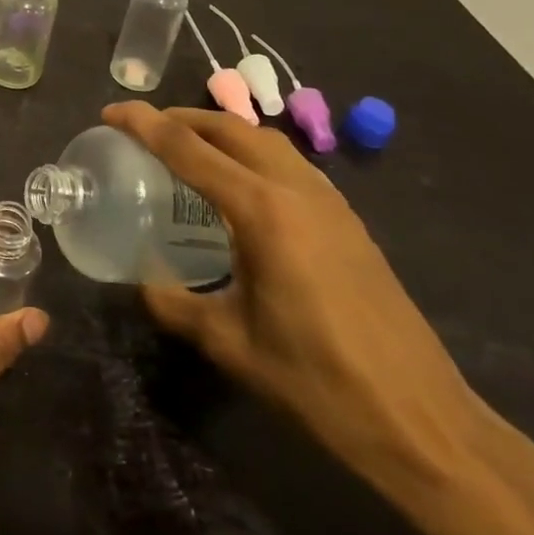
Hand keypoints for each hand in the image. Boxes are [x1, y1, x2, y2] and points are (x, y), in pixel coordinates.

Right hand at [103, 102, 487, 497]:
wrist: (422, 421)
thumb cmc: (318, 382)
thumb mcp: (231, 345)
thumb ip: (177, 305)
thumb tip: (143, 283)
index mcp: (262, 212)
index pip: (190, 148)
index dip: (145, 124)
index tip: (111, 113)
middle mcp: (296, 189)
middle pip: (230, 128)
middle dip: (182, 117)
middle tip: (143, 129)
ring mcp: (329, 201)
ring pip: (265, 140)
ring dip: (220, 131)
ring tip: (186, 148)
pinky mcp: (347, 219)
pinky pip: (288, 163)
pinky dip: (252, 153)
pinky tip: (239, 186)